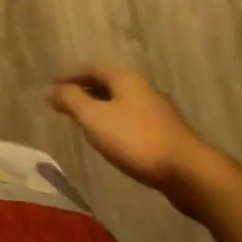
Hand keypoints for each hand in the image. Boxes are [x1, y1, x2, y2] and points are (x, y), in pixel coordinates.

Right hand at [48, 65, 209, 200]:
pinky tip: (113, 140)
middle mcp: (142, 89)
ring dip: (101, 108)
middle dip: (86, 92)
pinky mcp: (167, 134)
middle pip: (108, 84)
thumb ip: (72, 101)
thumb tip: (52, 90)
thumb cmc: (136, 139)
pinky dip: (116, 124)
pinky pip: (133, 121)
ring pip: (122, 103)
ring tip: (86, 122)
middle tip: (67, 103)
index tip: (54, 86)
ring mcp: (158, 112)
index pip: (92, 69)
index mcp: (125, 79)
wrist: (189, 173)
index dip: (71, 76)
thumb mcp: (95, 118)